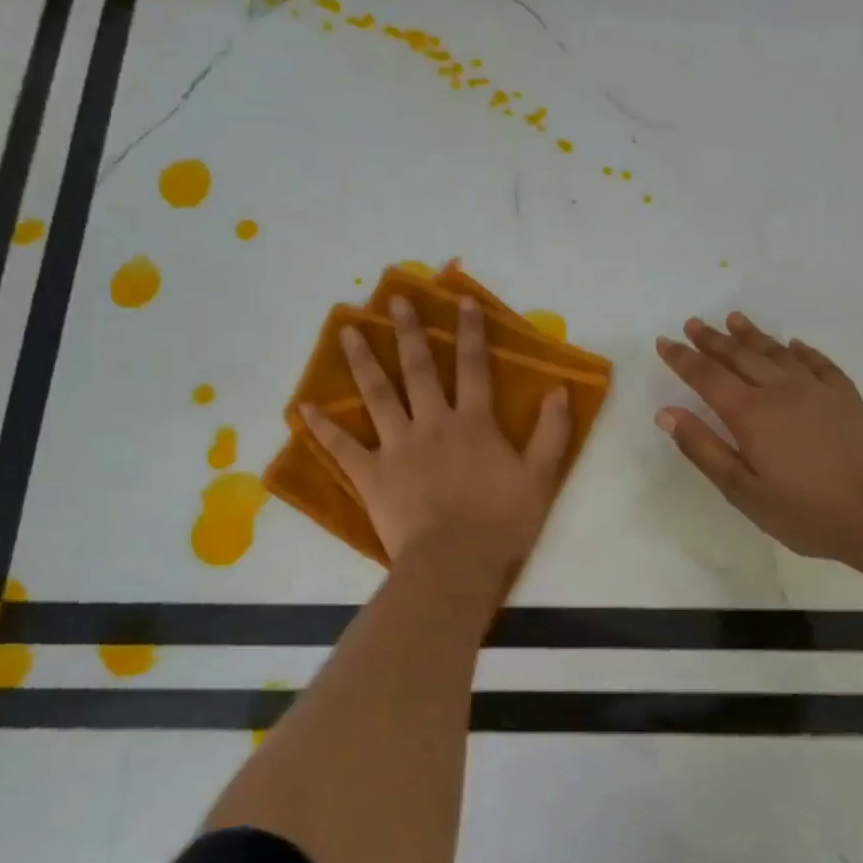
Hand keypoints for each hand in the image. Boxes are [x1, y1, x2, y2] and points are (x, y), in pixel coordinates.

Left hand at [302, 294, 571, 566]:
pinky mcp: (372, 475)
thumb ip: (551, 432)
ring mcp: (397, 447)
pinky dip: (322, 428)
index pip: (474, 367)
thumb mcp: (541, 478)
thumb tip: (560, 390)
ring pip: (378, 395)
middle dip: (408, 331)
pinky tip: (303, 408)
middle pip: (419, 369)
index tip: (461, 299)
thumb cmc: (502, 523)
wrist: (455, 563)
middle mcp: (433, 424)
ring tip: (346, 331)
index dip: (470, 332)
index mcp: (473, 423)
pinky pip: (343, 447)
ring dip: (362, 361)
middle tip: (395, 299)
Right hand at [654, 312, 862, 564]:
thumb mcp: (742, 490)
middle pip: (740, 356)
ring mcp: (817, 390)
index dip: (682, 358)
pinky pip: (818, 363)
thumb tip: (667, 413)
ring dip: (752, 335)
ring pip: (777, 352)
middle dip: (712, 339)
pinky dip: (801, 351)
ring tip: (734, 319)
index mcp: (750, 413)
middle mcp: (780, 390)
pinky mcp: (846, 397)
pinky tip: (793, 345)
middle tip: (693, 322)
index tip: (664, 341)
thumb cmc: (805, 511)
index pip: (706, 376)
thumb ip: (703, 448)